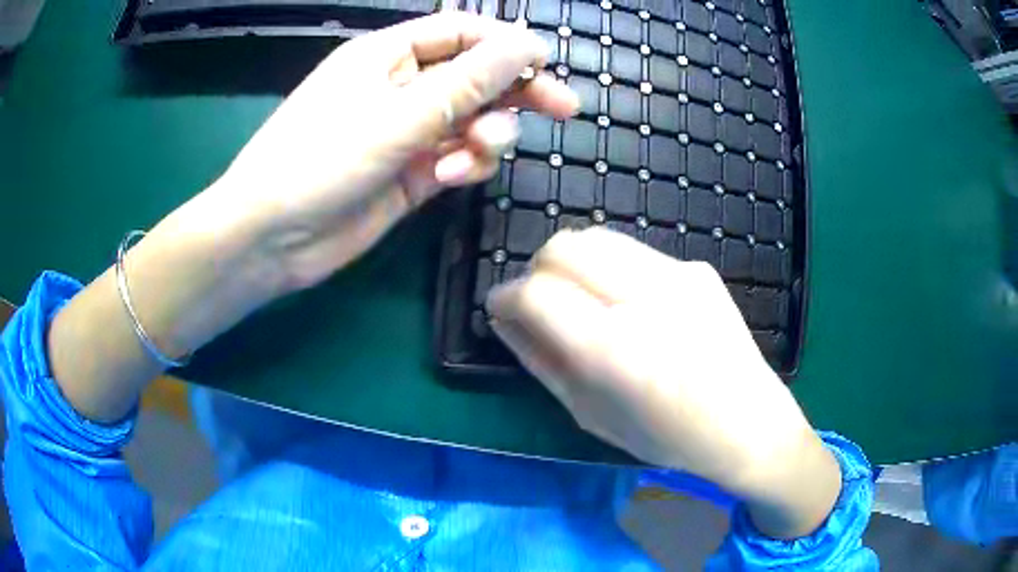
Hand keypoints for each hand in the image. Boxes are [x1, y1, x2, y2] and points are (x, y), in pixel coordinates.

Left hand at [211, 13, 577, 289]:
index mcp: (386, 55)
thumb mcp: (396, 116)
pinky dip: (464, 165)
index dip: (503, 43)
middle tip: (563, 109)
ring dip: (487, 134)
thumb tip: (525, 44)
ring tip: (478, 153)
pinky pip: (456, 157)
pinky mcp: (411, 172)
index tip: (546, 62)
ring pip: (471, 120)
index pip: (458, 32)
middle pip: (474, 76)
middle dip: (516, 90)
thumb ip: (466, 82)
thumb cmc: (318, 161)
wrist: (272, 239)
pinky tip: (450, 178)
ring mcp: (406, 132)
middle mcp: (399, 87)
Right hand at [487, 228, 840, 538]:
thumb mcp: (592, 416)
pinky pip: (633, 254)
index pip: (535, 292)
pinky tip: (626, 304)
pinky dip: (609, 270)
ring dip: (570, 263)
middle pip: (563, 247)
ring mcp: (678, 275)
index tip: (498, 310)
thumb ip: (542, 362)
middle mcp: (646, 299)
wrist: (751, 425)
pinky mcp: (697, 268)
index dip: (504, 296)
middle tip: (537, 305)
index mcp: (615, 351)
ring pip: (596, 238)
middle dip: (535, 270)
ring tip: (577, 299)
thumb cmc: (668, 439)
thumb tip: (505, 322)